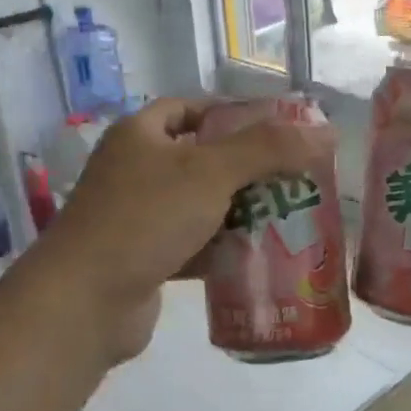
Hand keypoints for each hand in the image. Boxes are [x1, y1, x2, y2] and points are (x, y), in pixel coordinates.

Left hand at [26, 98, 335, 361]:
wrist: (85, 302)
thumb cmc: (145, 219)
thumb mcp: (210, 172)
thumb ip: (268, 149)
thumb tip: (326, 131)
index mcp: (141, 135)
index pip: (192, 108)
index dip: (234, 113)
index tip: (279, 130)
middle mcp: (136, 171)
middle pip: (202, 159)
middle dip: (248, 169)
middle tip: (295, 179)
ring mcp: (139, 218)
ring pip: (201, 206)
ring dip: (240, 212)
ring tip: (289, 217)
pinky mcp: (146, 259)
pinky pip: (194, 245)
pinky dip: (223, 249)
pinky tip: (259, 257)